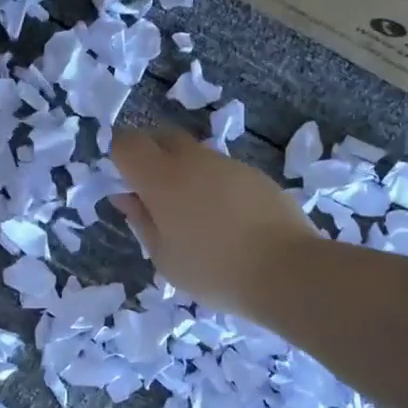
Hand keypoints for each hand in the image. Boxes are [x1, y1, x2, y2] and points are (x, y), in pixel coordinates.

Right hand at [111, 126, 320, 319]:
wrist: (288, 271)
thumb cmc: (213, 271)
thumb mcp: (164, 256)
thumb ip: (141, 221)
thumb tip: (126, 197)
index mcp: (161, 179)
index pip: (127, 143)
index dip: (119, 155)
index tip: (123, 182)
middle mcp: (192, 160)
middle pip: (162, 136)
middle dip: (151, 154)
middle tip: (153, 193)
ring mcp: (226, 163)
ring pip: (194, 153)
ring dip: (184, 170)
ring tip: (193, 212)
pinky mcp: (254, 173)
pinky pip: (220, 169)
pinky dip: (212, 183)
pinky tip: (224, 218)